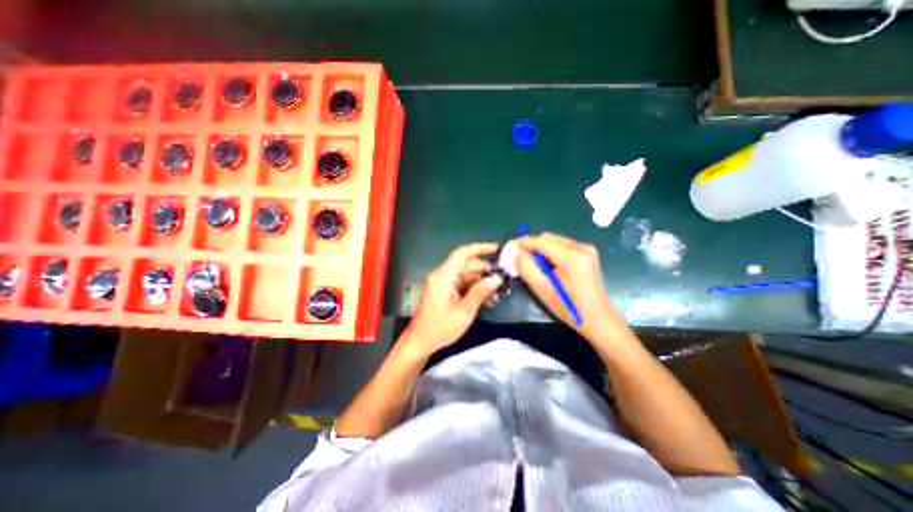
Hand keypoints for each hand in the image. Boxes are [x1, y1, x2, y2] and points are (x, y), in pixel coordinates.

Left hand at [404, 242, 506, 356]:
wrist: (420, 342)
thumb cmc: (440, 328)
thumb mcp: (464, 312)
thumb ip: (480, 292)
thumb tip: (497, 279)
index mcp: (444, 276)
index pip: (463, 253)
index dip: (481, 248)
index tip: (498, 248)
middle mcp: (442, 275)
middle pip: (466, 264)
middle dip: (485, 270)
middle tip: (502, 279)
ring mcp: (442, 283)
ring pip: (466, 275)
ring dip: (481, 282)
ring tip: (496, 294)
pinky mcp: (443, 290)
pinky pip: (461, 283)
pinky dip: (473, 288)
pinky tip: (486, 298)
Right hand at [513, 232, 628, 343]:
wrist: (599, 319)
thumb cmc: (569, 307)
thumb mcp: (543, 289)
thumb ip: (526, 268)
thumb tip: (516, 252)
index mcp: (572, 256)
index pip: (541, 241)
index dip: (523, 242)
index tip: (509, 247)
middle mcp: (581, 247)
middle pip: (549, 238)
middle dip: (532, 246)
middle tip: (519, 257)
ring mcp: (586, 249)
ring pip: (555, 241)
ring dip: (541, 249)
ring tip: (533, 264)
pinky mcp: (588, 254)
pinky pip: (562, 246)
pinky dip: (551, 253)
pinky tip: (547, 266)